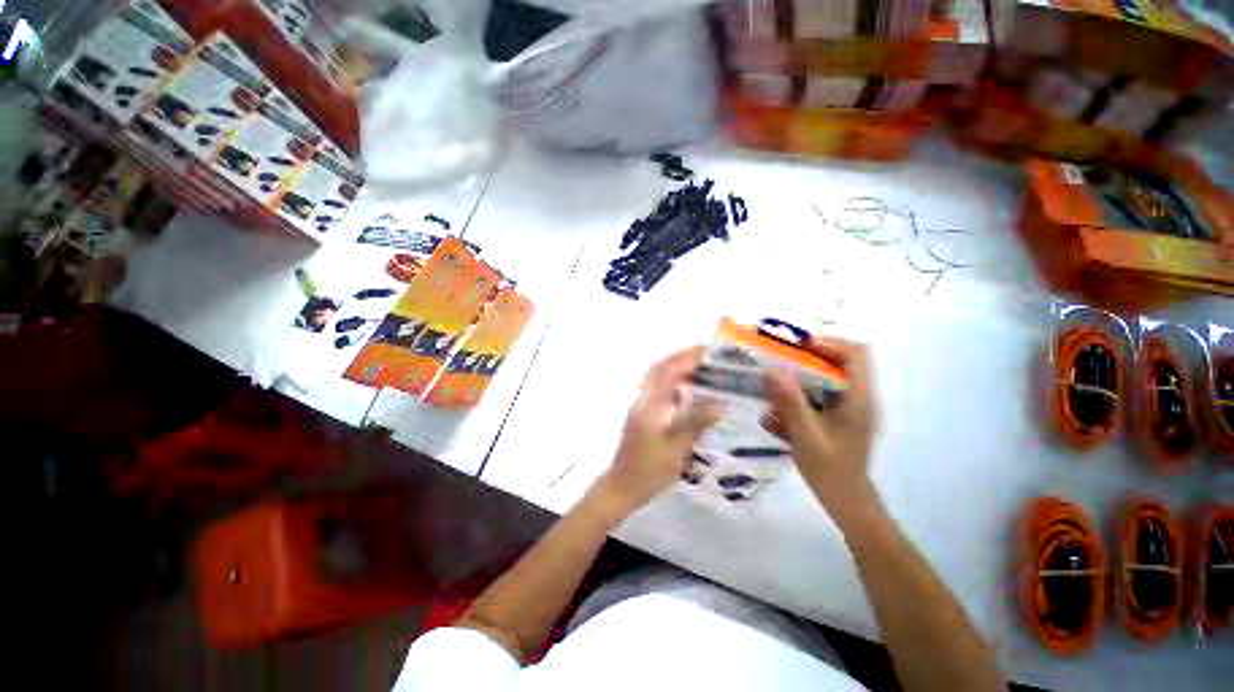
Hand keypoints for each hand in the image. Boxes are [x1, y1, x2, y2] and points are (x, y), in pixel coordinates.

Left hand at [596, 347, 723, 516]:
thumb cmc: (649, 468)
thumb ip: (697, 422)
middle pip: (661, 368)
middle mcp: (645, 398)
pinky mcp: (644, 414)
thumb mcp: (677, 447)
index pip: (668, 369)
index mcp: (651, 402)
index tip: (708, 350)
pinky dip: (675, 384)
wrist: (623, 485)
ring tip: (703, 371)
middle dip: (683, 358)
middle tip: (708, 358)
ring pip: (659, 378)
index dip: (687, 356)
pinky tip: (690, 393)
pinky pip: (660, 391)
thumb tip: (721, 404)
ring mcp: (642, 406)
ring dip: (678, 369)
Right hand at [763, 336, 877, 515]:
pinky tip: (777, 411)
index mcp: (858, 398)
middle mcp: (857, 397)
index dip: (827, 343)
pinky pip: (817, 395)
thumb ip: (790, 402)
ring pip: (826, 377)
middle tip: (777, 361)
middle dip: (806, 358)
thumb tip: (772, 369)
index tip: (795, 347)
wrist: (845, 500)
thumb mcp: (806, 435)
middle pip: (839, 361)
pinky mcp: (837, 417)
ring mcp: (848, 407)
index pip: (855, 353)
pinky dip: (797, 395)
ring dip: (798, 377)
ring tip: (772, 384)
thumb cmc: (829, 470)